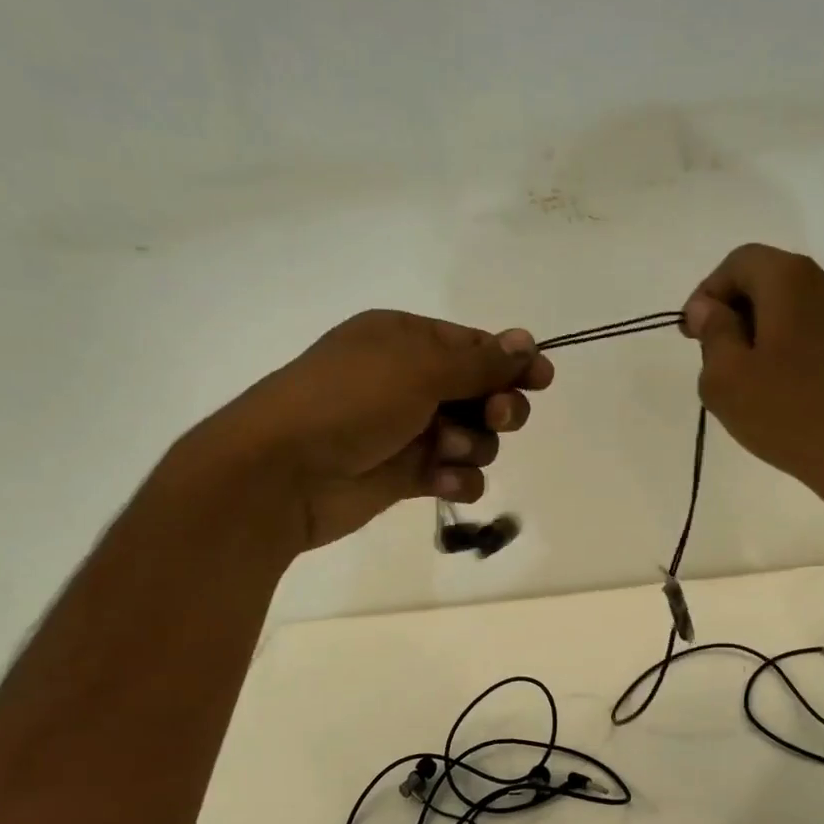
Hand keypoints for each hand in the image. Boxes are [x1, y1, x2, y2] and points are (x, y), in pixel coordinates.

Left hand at [196, 310, 552, 551]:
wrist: (282, 473)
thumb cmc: (349, 401)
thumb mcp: (418, 368)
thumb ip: (480, 362)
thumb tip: (527, 341)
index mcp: (405, 340)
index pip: (474, 347)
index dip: (511, 362)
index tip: (542, 378)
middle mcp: (409, 381)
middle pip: (482, 392)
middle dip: (498, 406)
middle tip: (496, 417)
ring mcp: (408, 430)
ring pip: (474, 437)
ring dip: (473, 445)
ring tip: (446, 452)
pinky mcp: (406, 475)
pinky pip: (455, 474)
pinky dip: (456, 479)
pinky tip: (442, 482)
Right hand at [681, 245, 823, 494]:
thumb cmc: (789, 414)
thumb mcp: (727, 378)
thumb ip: (713, 333)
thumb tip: (707, 307)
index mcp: (792, 280)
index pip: (740, 262)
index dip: (708, 292)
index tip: (692, 334)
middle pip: (772, 282)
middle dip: (738, 313)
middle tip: (717, 358)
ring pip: (800, 310)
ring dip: (769, 334)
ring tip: (754, 382)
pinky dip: (799, 351)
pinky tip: (791, 393)